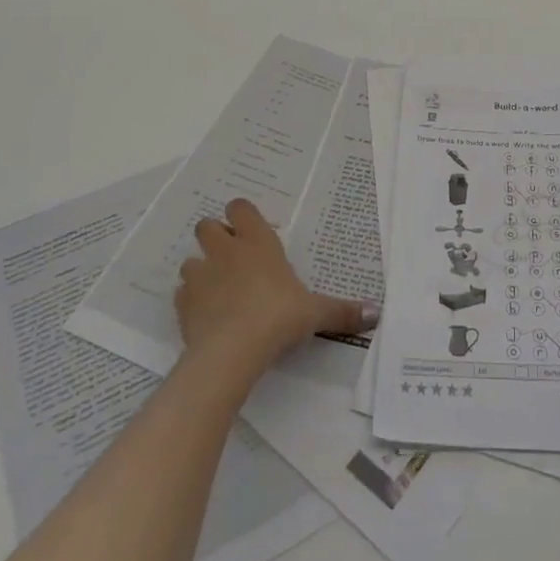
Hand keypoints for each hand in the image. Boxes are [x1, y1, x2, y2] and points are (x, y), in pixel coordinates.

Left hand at [175, 199, 377, 372]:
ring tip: (218, 289)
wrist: (231, 352)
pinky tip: (205, 315)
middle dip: (216, 237)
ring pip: (190, 259)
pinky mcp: (183, 305)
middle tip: (234, 258)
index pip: (240, 208)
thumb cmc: (278, 317)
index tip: (253, 230)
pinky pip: (182, 294)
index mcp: (257, 242)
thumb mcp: (315, 313)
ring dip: (201, 269)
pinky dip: (190, 300)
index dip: (242, 215)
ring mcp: (200, 276)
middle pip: (207, 226)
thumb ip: (343, 311)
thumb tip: (377, 313)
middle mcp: (226, 251)